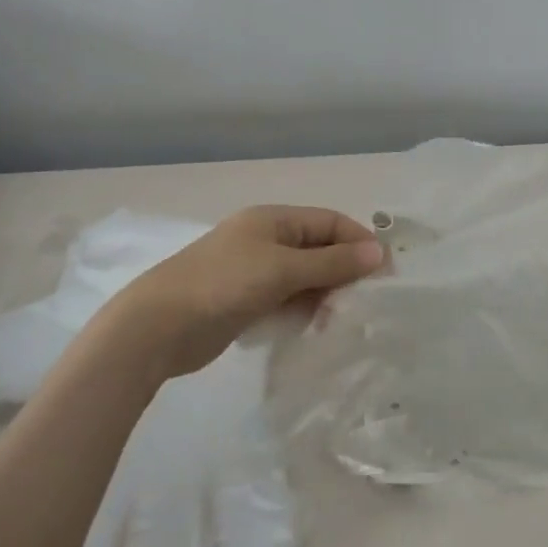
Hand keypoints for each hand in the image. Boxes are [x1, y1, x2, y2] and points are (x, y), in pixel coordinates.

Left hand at [100, 206, 383, 379]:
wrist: (160, 325)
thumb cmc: (224, 284)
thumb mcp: (282, 269)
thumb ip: (332, 262)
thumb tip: (379, 252)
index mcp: (273, 219)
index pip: (330, 221)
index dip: (359, 241)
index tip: (386, 272)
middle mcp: (266, 240)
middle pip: (319, 248)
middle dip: (344, 271)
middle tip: (367, 302)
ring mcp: (254, 272)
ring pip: (304, 277)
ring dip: (325, 294)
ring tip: (343, 319)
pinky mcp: (246, 301)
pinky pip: (287, 299)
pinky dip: (304, 309)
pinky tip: (316, 327)